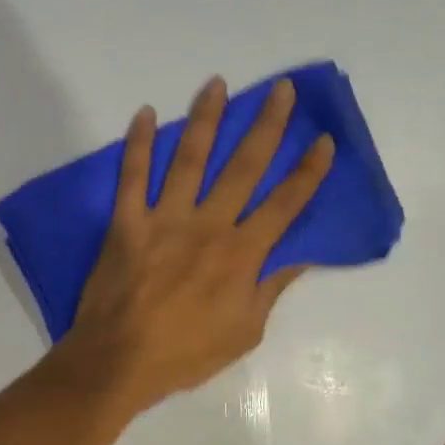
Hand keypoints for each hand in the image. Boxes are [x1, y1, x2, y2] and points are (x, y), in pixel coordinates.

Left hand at [63, 75, 333, 411]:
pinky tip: (146, 114)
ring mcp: (164, 220)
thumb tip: (296, 257)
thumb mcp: (244, 332)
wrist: (120, 361)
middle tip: (280, 90)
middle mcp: (208, 226)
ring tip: (217, 83)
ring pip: (190, 159)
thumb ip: (269, 289)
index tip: (323, 140)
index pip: (285, 205)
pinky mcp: (126, 224)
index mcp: (241, 255)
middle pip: (244, 168)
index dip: (308, 172)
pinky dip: (139, 145)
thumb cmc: (186, 354)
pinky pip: (133, 177)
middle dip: (266, 127)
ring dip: (206, 119)